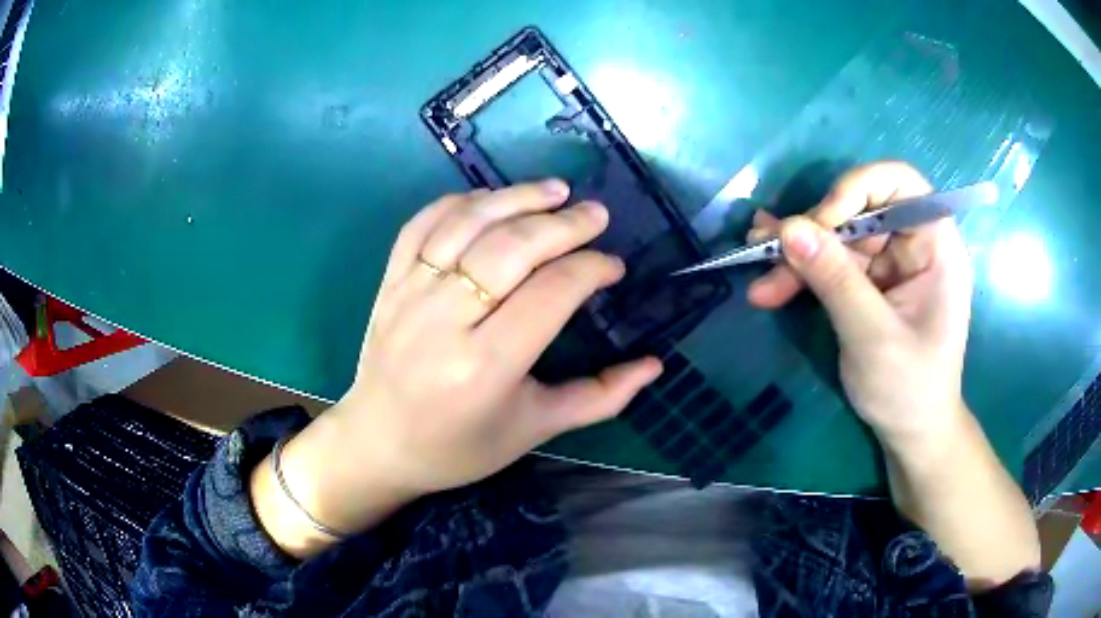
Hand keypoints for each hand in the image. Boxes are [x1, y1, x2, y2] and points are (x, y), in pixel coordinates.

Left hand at [259, 180, 660, 553]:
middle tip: (596, 215)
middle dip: (562, 224)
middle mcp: (444, 322)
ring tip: (555, 190)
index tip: (613, 267)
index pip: (551, 293)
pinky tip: (491, 199)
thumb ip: (600, 397)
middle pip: (511, 249)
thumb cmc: (461, 447)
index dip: (591, 270)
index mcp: (486, 367)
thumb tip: (655, 366)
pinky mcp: (388, 283)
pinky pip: (422, 225)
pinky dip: (459, 203)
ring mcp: (409, 295)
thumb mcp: (535, 429)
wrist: (380, 444)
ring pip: (466, 225)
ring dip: (515, 198)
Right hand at [747, 162, 972, 450]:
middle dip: (814, 232)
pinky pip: (831, 262)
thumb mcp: (873, 336)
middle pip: (859, 209)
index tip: (822, 222)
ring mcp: (889, 263)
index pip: (900, 183)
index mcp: (935, 245)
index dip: (858, 188)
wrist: (910, 434)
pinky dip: (802, 269)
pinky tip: (770, 275)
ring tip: (758, 270)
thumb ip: (835, 279)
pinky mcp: (869, 283)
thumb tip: (789, 228)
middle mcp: (912, 244)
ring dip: (798, 254)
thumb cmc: (909, 389)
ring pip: (838, 237)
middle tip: (771, 255)